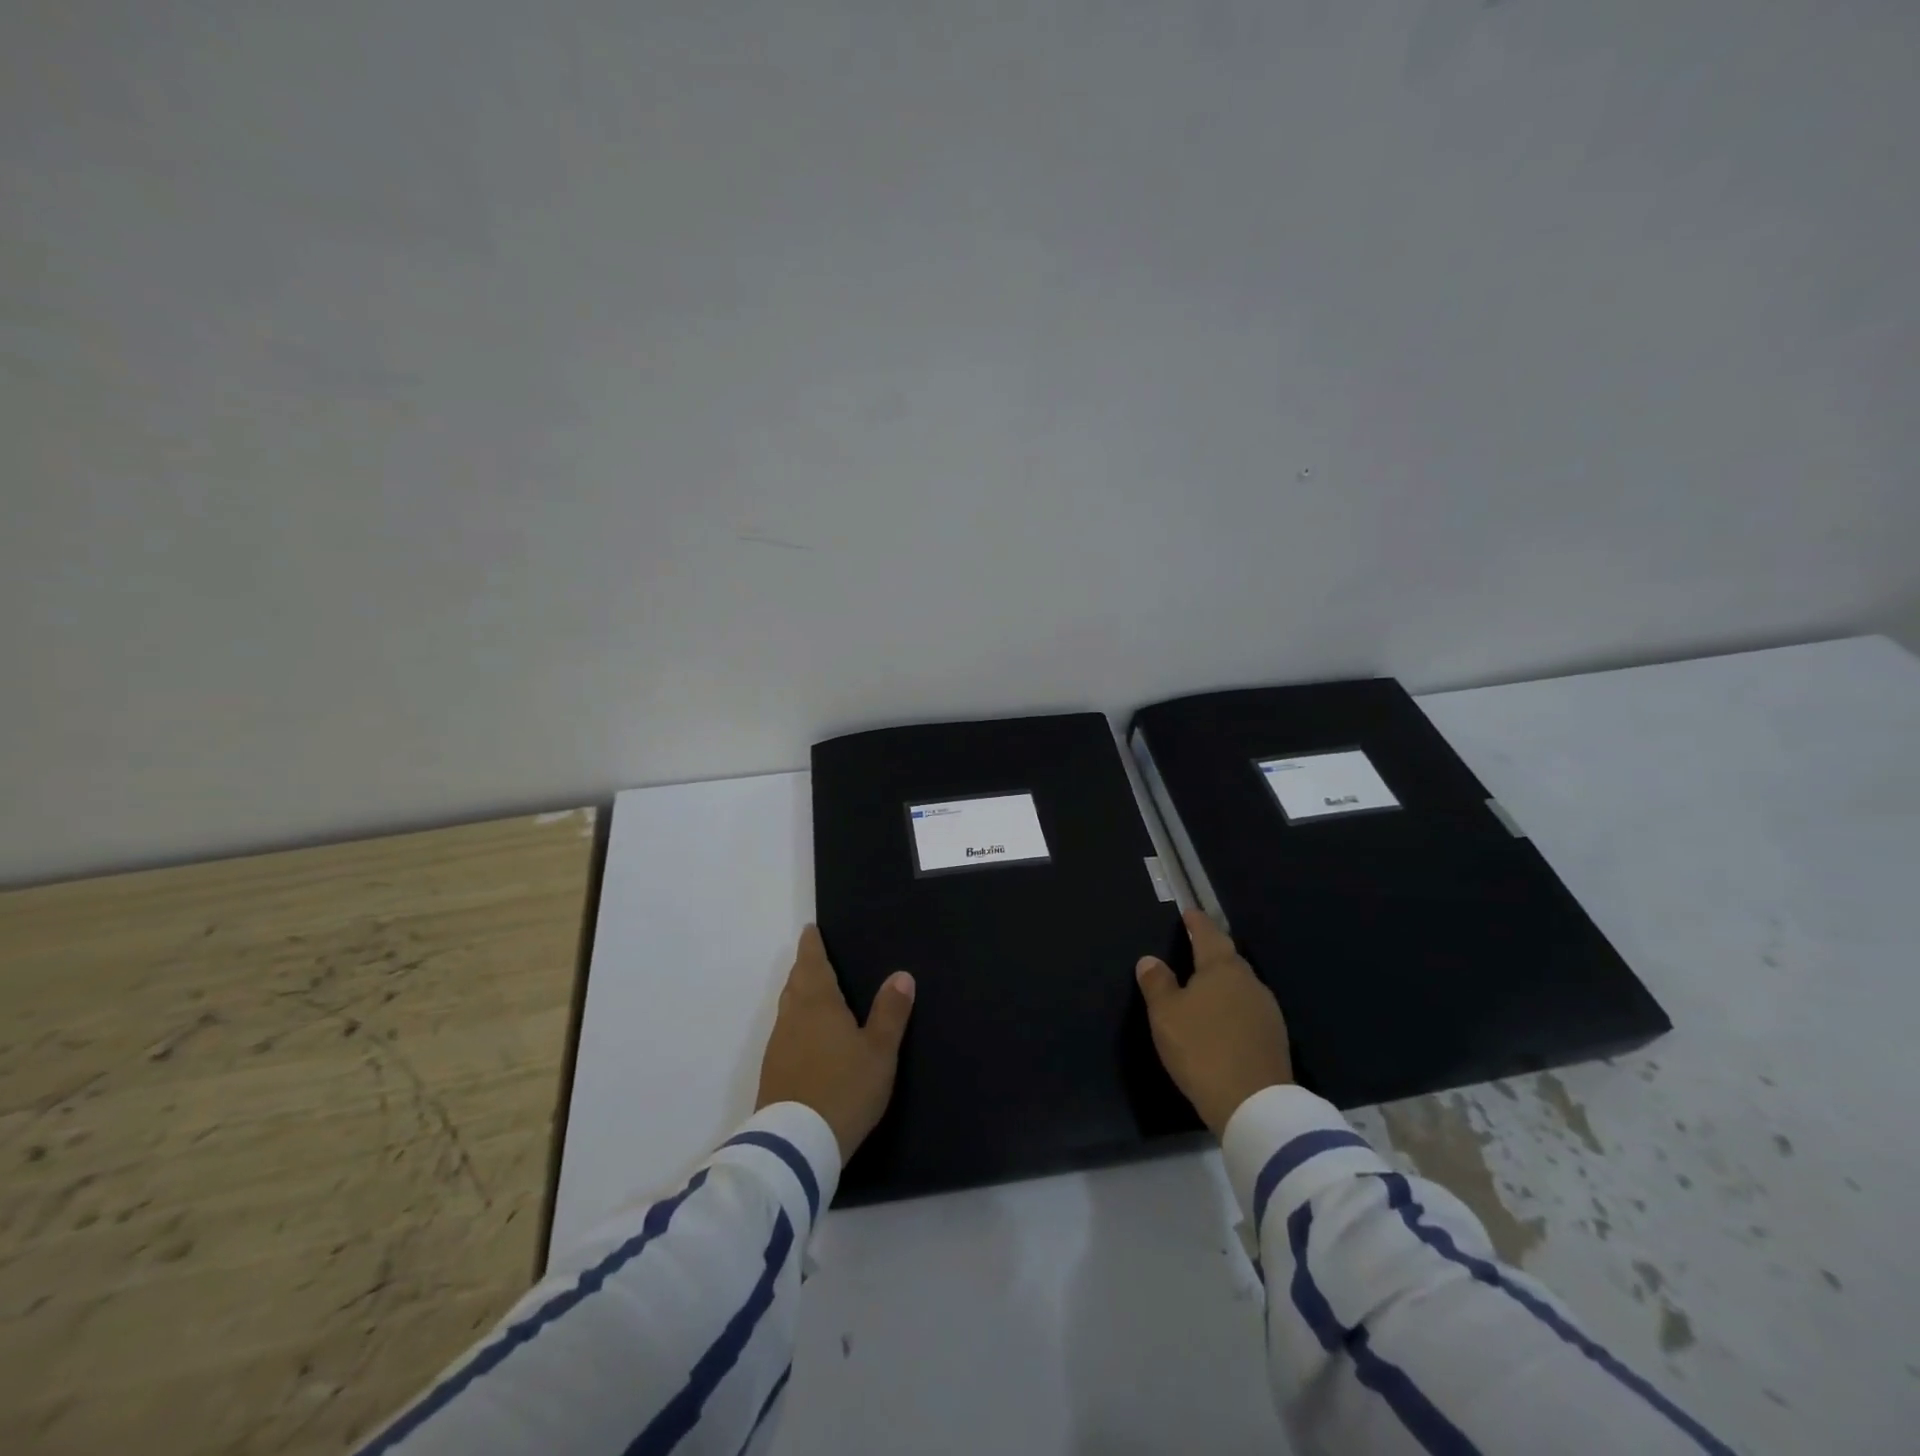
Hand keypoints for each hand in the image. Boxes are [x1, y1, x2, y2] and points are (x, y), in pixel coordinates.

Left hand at [756, 925, 915, 1161]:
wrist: (796, 1145)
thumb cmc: (844, 1088)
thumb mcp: (879, 1051)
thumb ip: (890, 1012)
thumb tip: (901, 974)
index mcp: (818, 1003)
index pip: (812, 962)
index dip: (812, 945)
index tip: (810, 930)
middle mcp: (793, 1017)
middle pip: (796, 982)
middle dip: (805, 967)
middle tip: (816, 957)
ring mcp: (779, 1045)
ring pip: (788, 1007)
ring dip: (799, 994)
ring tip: (814, 992)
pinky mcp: (773, 1072)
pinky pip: (786, 1032)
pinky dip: (796, 1022)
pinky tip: (807, 1036)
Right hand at [1136, 908, 1292, 1137]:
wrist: (1253, 1104)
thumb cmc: (1202, 1048)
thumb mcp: (1166, 1014)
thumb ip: (1157, 983)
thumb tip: (1150, 960)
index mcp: (1222, 968)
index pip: (1208, 934)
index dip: (1196, 923)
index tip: (1189, 913)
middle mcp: (1249, 981)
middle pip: (1228, 958)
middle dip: (1211, 952)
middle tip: (1193, 949)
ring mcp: (1267, 1010)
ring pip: (1240, 985)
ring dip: (1223, 982)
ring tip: (1204, 987)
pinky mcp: (1274, 1038)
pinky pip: (1248, 1009)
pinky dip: (1233, 1007)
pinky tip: (1223, 1019)